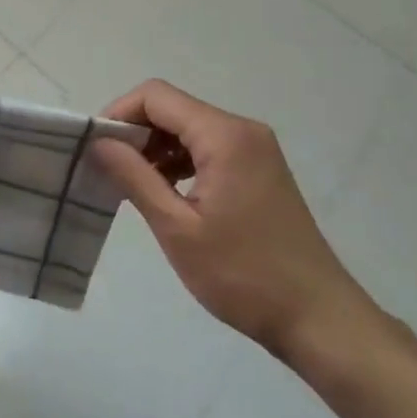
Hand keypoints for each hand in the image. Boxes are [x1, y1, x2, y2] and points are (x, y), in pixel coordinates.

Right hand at [88, 80, 378, 365]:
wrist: (320, 320)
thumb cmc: (244, 275)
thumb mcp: (178, 229)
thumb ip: (134, 177)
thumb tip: (99, 142)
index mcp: (224, 135)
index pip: (156, 96)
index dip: (119, 113)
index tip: (95, 148)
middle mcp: (242, 130)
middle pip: (173, 108)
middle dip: (135, 131)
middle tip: (109, 169)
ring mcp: (256, 149)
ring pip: (189, 127)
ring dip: (156, 147)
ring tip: (133, 185)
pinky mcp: (260, 169)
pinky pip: (208, 147)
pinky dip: (180, 160)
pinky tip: (165, 192)